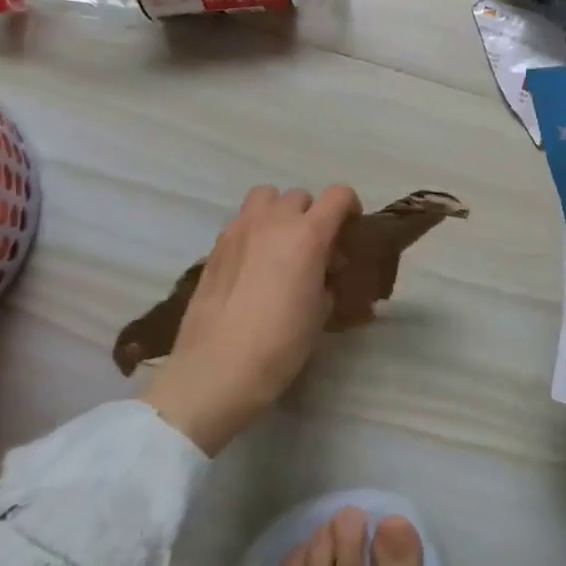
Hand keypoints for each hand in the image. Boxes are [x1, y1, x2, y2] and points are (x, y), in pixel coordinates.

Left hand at [144, 184, 361, 454]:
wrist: (216, 371)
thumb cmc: (280, 344)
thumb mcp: (320, 312)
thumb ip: (326, 279)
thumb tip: (323, 271)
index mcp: (307, 235)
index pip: (338, 195)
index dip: (350, 207)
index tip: (350, 231)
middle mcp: (273, 221)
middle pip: (300, 196)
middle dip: (313, 215)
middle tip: (315, 249)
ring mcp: (239, 230)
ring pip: (265, 197)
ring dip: (279, 212)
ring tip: (280, 246)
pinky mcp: (215, 247)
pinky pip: (241, 222)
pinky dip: (254, 231)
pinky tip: (254, 265)